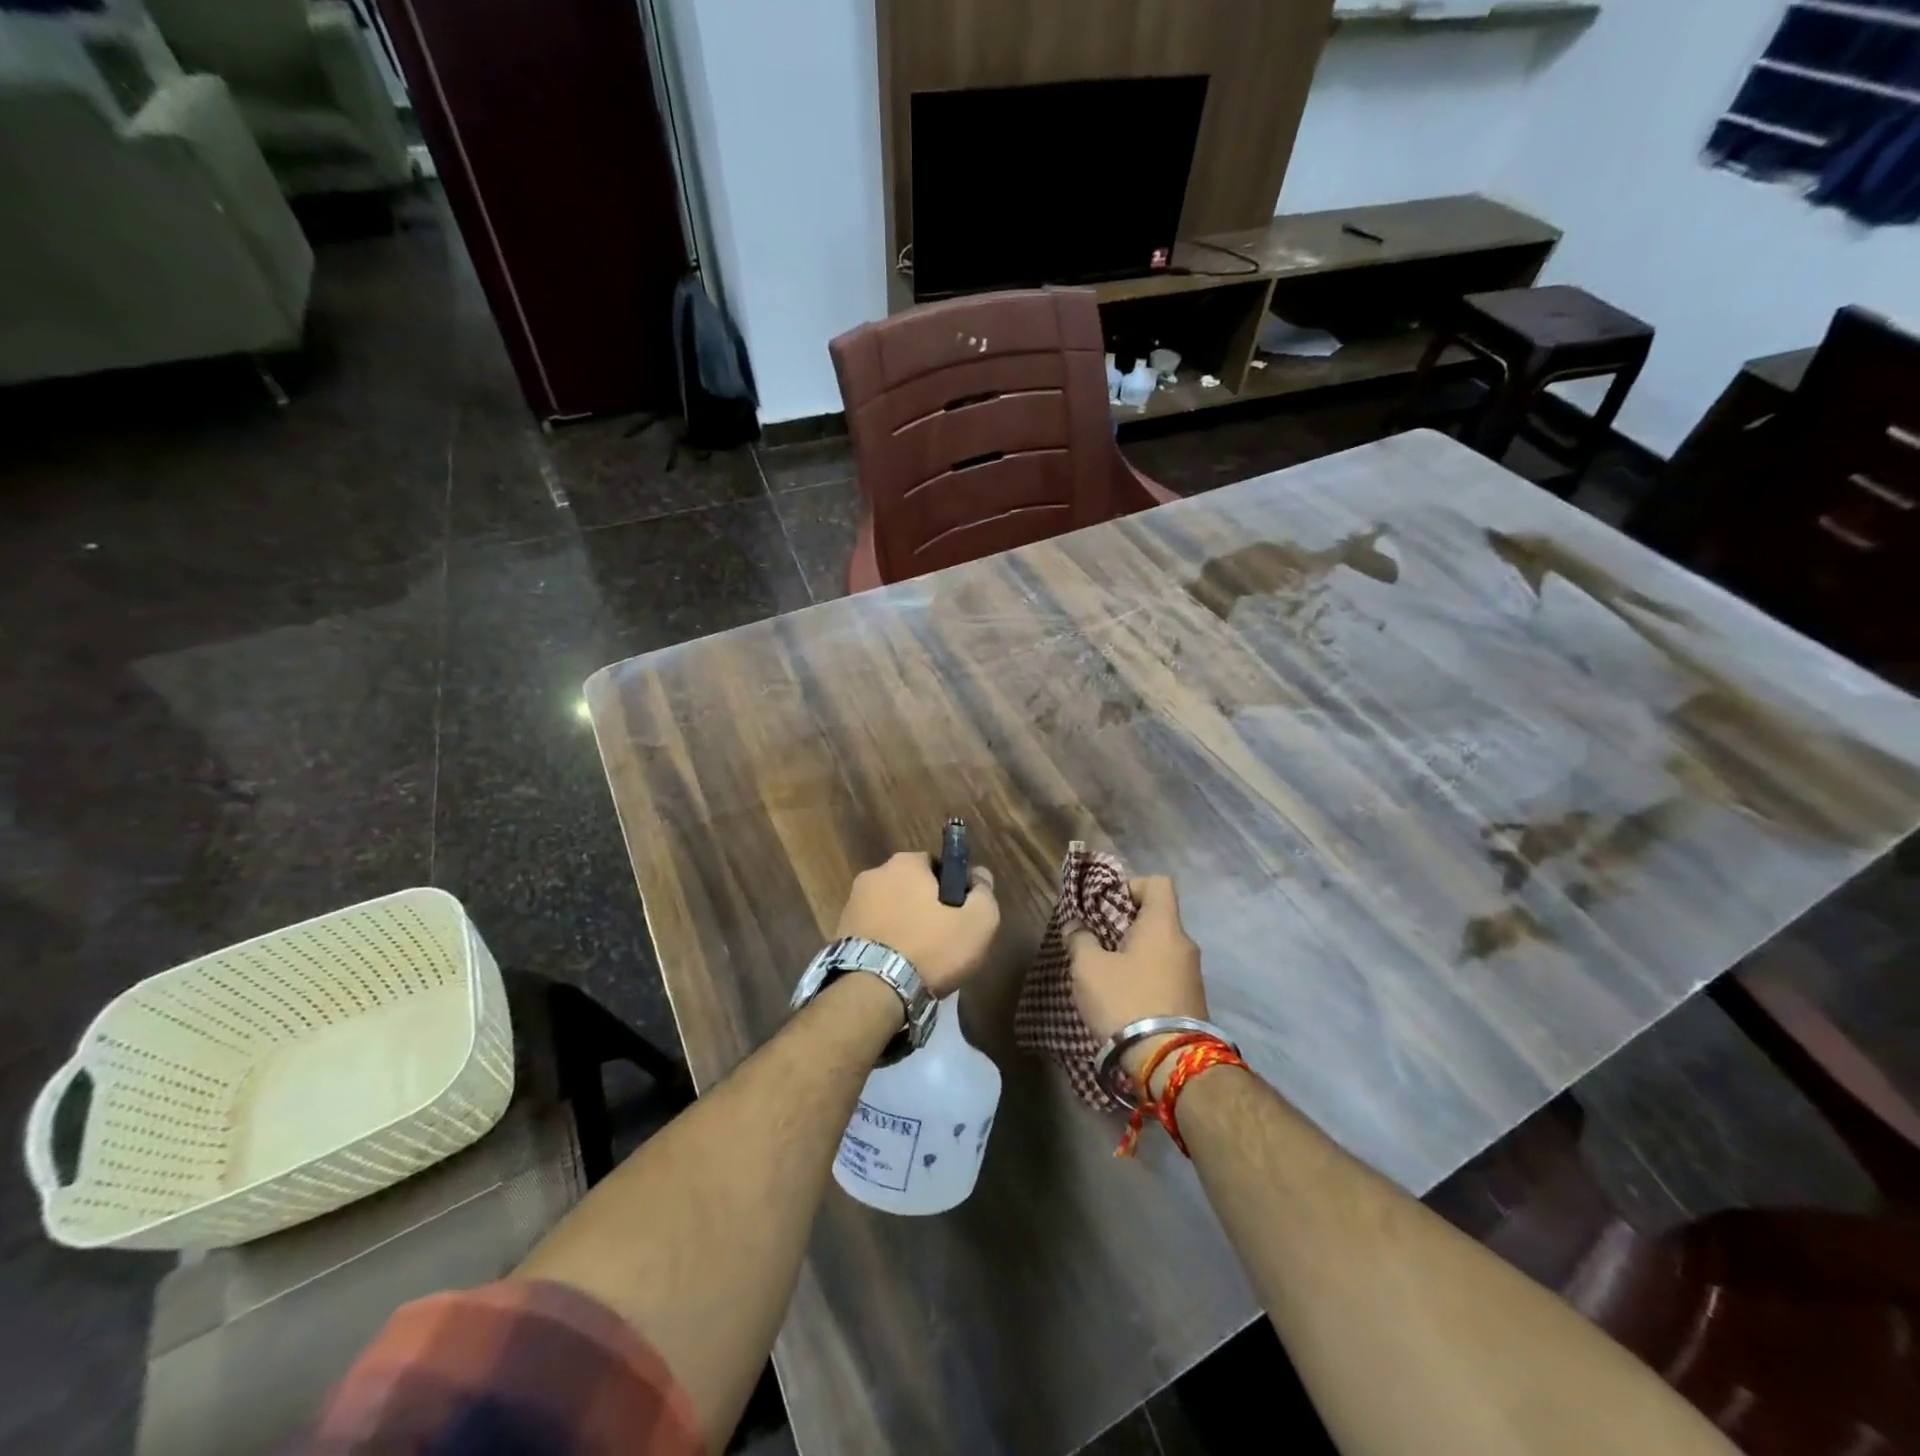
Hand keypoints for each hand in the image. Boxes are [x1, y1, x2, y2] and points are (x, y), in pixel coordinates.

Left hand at [836, 852, 999, 996]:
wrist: (873, 991)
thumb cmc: (930, 948)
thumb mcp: (978, 922)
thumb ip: (984, 893)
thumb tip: (980, 876)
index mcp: (905, 863)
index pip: (937, 865)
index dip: (952, 888)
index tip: (960, 914)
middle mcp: (874, 874)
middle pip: (910, 886)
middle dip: (924, 906)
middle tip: (941, 938)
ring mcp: (852, 903)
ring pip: (890, 909)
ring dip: (902, 925)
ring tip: (917, 958)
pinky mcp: (840, 933)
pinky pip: (873, 931)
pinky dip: (885, 943)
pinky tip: (895, 966)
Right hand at [1067, 877, 1206, 1088]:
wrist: (1169, 1062)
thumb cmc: (1126, 1001)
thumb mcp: (1089, 968)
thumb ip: (1080, 939)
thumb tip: (1076, 926)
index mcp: (1163, 925)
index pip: (1158, 883)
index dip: (1131, 886)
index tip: (1107, 905)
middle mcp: (1184, 944)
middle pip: (1157, 917)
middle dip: (1126, 924)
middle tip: (1097, 940)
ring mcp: (1192, 974)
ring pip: (1160, 948)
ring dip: (1134, 953)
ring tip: (1106, 972)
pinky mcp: (1192, 1001)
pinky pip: (1165, 973)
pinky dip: (1145, 976)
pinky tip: (1124, 996)